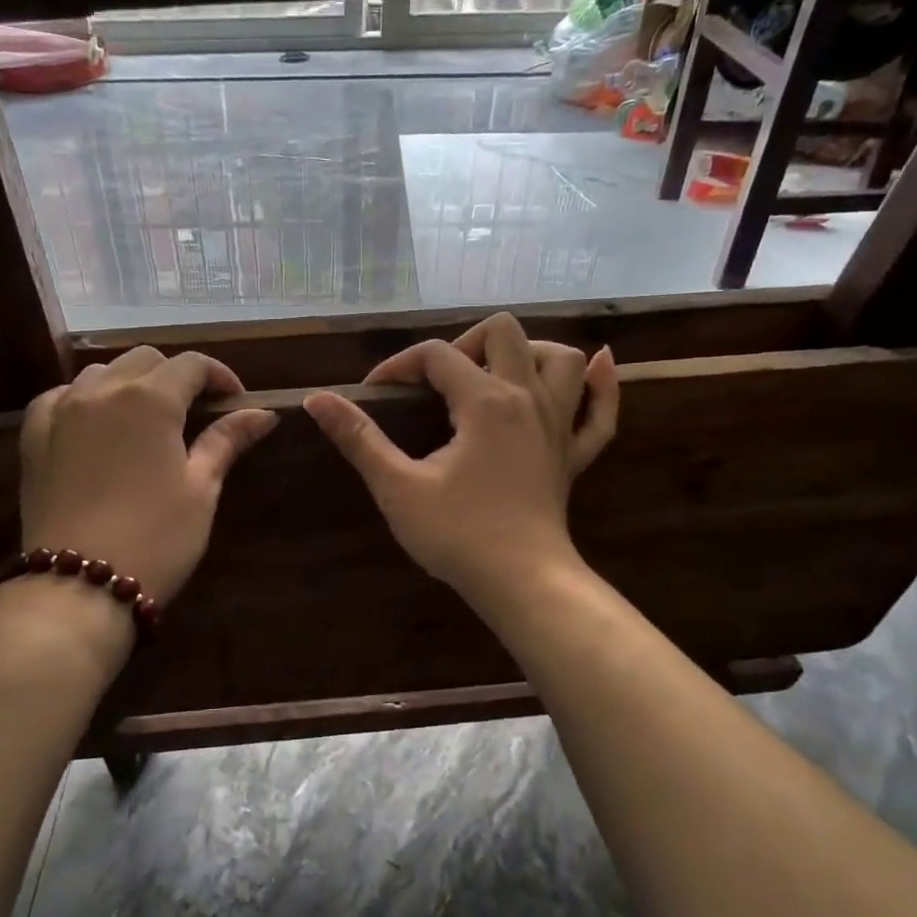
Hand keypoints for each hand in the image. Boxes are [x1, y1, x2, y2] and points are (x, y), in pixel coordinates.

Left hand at [19, 348, 276, 601]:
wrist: (78, 587)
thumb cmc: (155, 538)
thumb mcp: (201, 489)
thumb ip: (227, 440)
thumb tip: (264, 413)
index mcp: (150, 400)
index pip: (192, 365)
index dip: (219, 376)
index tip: (235, 401)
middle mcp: (102, 391)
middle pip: (146, 360)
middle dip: (176, 376)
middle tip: (196, 411)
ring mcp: (61, 410)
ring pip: (101, 373)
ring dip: (130, 383)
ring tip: (146, 417)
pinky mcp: (34, 436)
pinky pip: (60, 396)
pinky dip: (84, 398)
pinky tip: (95, 423)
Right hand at [303, 313, 618, 602]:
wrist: (522, 583)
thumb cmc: (457, 534)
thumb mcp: (397, 486)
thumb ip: (358, 438)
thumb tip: (315, 399)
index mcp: (485, 401)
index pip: (436, 355)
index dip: (398, 365)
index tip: (374, 394)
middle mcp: (527, 399)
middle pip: (504, 333)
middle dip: (463, 345)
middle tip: (437, 384)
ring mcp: (558, 425)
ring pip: (561, 359)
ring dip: (529, 353)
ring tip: (496, 374)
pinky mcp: (574, 455)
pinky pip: (601, 411)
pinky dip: (601, 386)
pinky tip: (599, 367)